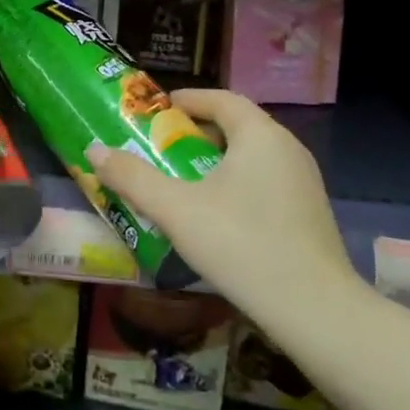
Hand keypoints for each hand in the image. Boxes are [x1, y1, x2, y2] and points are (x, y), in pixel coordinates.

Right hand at [86, 90, 360, 308]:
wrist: (314, 310)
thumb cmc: (241, 244)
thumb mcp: (176, 209)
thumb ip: (133, 177)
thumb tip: (94, 150)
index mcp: (260, 135)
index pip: (221, 99)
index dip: (187, 100)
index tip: (157, 111)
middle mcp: (287, 148)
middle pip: (236, 126)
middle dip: (196, 133)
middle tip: (161, 149)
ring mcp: (304, 182)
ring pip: (252, 156)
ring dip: (215, 161)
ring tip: (182, 182)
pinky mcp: (309, 213)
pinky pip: (265, 182)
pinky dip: (236, 184)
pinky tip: (216, 215)